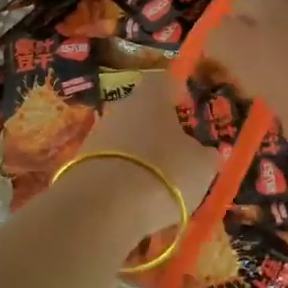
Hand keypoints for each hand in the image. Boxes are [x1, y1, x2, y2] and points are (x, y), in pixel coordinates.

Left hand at [66, 73, 219, 237]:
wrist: (105, 205)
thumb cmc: (165, 172)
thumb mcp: (202, 166)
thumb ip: (205, 155)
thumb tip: (205, 152)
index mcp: (151, 96)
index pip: (165, 82)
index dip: (178, 93)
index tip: (187, 107)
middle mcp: (121, 107)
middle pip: (142, 111)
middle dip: (159, 129)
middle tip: (178, 151)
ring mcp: (97, 134)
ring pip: (126, 138)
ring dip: (141, 154)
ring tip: (160, 182)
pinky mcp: (82, 162)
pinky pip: (112, 164)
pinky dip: (125, 176)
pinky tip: (136, 199)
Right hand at [206, 0, 287, 188]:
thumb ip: (278, 98)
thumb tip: (284, 88)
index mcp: (254, 49)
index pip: (215, 34)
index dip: (215, 48)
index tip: (223, 64)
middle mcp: (282, 15)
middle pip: (247, 0)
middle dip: (245, 19)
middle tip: (257, 45)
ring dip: (286, 9)